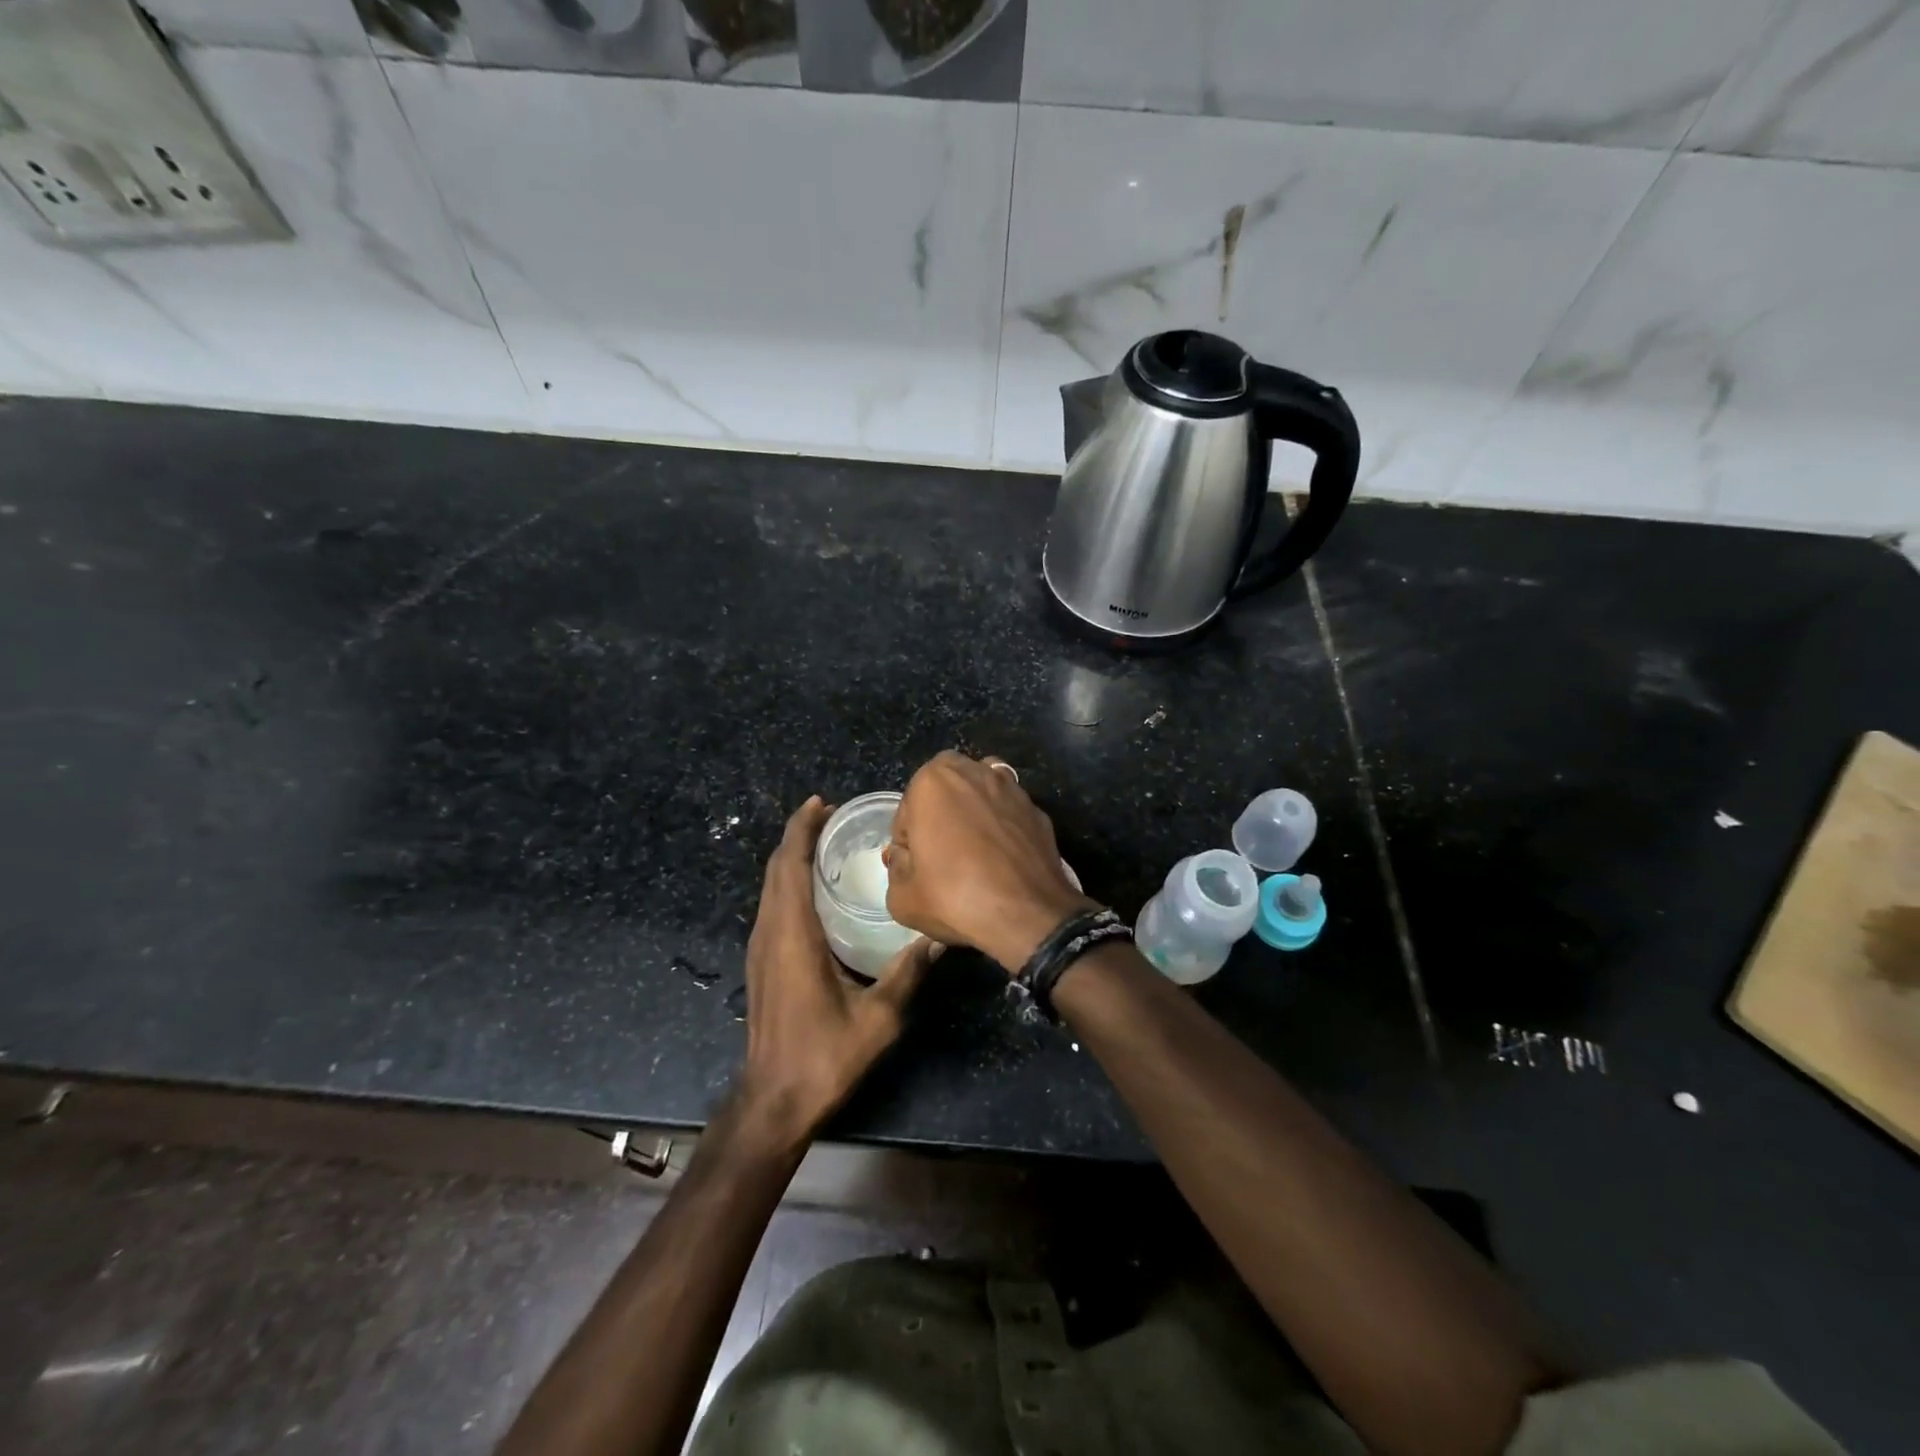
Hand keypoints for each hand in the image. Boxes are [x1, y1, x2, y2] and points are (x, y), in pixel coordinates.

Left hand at [738, 797, 938, 1146]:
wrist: (773, 1101)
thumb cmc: (823, 1056)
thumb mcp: (877, 1017)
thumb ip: (907, 973)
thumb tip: (940, 938)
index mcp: (792, 935)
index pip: (789, 865)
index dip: (801, 829)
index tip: (820, 802)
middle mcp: (770, 933)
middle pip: (776, 869)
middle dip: (798, 836)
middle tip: (832, 815)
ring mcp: (760, 949)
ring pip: (770, 888)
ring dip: (792, 859)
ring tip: (827, 843)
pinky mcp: (761, 964)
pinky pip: (772, 906)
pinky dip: (789, 883)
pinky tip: (816, 891)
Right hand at [885, 752, 1094, 973]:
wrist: (1028, 916)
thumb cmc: (955, 898)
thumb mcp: (901, 896)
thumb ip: (897, 866)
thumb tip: (908, 857)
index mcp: (932, 781)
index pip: (906, 812)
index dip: (907, 843)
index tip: (916, 869)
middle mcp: (973, 772)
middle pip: (944, 793)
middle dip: (939, 817)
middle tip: (941, 857)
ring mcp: (1011, 788)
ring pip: (979, 796)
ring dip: (972, 815)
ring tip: (973, 854)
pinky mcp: (1037, 809)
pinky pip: (1008, 814)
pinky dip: (1001, 828)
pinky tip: (1002, 859)